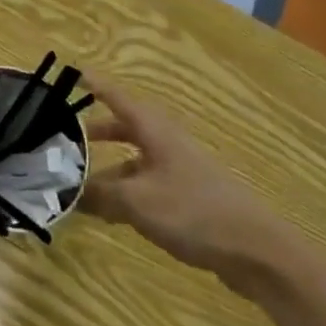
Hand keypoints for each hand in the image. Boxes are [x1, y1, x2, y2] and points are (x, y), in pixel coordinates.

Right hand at [79, 76, 299, 293]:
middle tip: (66, 138)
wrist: (258, 253)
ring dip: (107, 171)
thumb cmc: (193, 212)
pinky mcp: (189, 199)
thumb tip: (67, 191)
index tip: (72, 72)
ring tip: (79, 188)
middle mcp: (167, 145)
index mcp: (155, 132)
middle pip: (125, 129)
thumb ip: (98, 194)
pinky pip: (146, 186)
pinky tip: (110, 216)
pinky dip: (125, 194)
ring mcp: (180, 172)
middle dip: (96, 132)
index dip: (94, 85)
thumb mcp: (136, 201)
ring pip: (134, 162)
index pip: (118, 98)